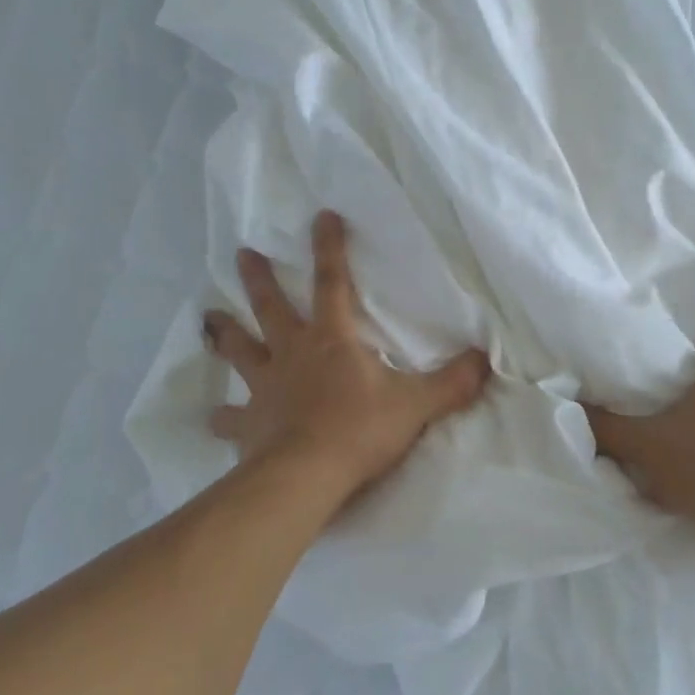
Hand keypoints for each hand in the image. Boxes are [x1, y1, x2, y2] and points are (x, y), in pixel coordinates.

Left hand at [202, 211, 490, 494]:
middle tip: (242, 252)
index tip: (321, 216)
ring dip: (225, 334)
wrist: (305, 478)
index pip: (332, 283)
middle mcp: (292, 354)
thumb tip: (486, 360)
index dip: (330, 248)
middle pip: (271, 307)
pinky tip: (212, 417)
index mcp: (332, 340)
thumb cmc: (359, 431)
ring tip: (208, 317)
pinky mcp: (249, 425)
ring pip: (240, 351)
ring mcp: (265, 388)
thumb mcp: (416, 404)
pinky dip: (223, 417)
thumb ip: (452, 382)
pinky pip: (231, 418)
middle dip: (259, 279)